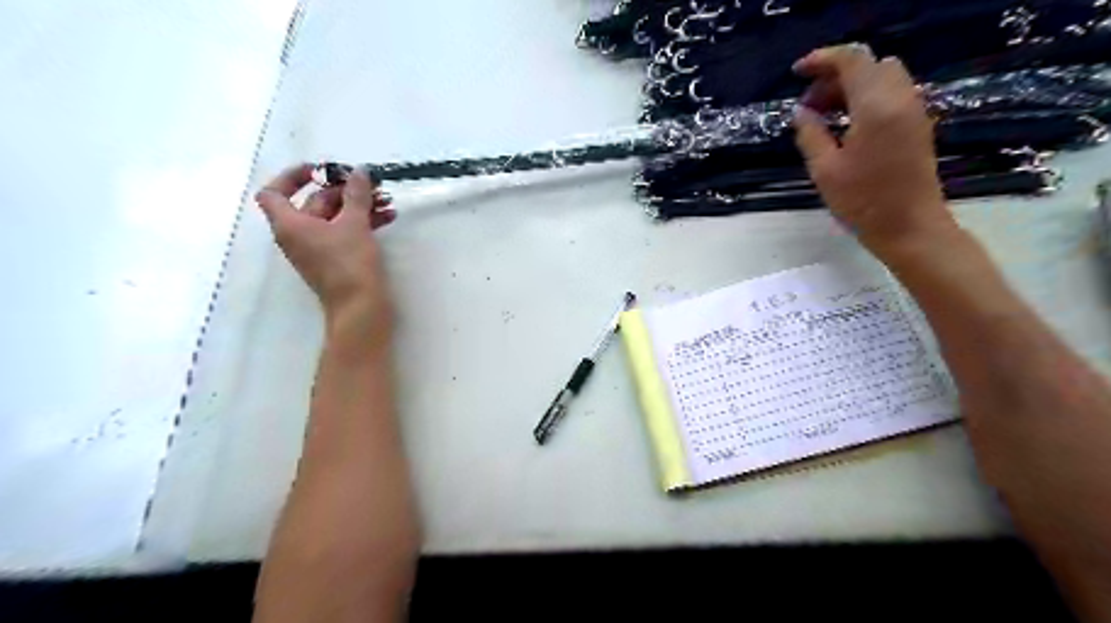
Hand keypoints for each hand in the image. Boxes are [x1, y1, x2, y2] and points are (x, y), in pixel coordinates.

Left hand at [254, 164, 396, 340]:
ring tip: (386, 201)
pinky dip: (363, 222)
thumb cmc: (350, 264)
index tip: (322, 170)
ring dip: (359, 206)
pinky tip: (387, 217)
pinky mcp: (336, 259)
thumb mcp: (355, 224)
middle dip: (344, 191)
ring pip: (335, 218)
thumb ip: (356, 194)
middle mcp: (298, 235)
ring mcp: (318, 249)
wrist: (360, 308)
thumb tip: (360, 172)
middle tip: (372, 185)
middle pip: (314, 202)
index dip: (293, 176)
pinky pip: (345, 232)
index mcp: (290, 225)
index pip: (274, 192)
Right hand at [793, 44, 960, 255]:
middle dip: (836, 75)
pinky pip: (891, 94)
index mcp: (876, 106)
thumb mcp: (825, 170)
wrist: (909, 226)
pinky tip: (847, 126)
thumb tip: (801, 111)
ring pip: (882, 78)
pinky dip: (866, 98)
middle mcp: (901, 99)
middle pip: (869, 65)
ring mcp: (913, 110)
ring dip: (851, 87)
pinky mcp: (917, 125)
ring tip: (825, 116)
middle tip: (809, 105)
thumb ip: (810, 134)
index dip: (822, 60)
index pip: (852, 61)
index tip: (796, 73)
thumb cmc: (863, 202)